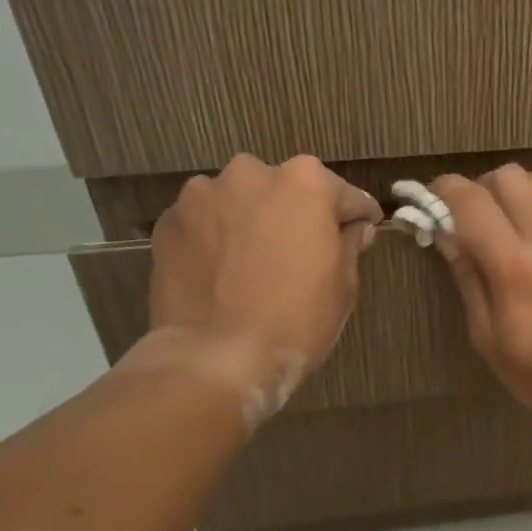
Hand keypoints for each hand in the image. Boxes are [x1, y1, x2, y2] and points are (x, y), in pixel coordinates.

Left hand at [131, 155, 380, 423]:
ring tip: (253, 263)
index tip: (362, 230)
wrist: (215, 357)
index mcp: (305, 182)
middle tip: (301, 253)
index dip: (357, 217)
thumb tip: (355, 229)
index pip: (344, 195)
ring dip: (251, 222)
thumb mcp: (343, 286)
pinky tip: (221, 272)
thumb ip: (350, 244)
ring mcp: (203, 194)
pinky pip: (205, 223)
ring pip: (240, 202)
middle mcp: (252, 173)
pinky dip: (216, 238)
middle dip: (296, 215)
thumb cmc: (296, 319)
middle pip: (285, 190)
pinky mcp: (169, 221)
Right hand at [431, 166, 531, 423]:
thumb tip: (448, 235)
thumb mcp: (489, 340)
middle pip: (509, 177)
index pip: (471, 202)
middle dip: (485, 188)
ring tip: (524, 216)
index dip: (447, 189)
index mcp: (513, 267)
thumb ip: (469, 281)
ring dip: (527, 190)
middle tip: (483, 215)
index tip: (440, 196)